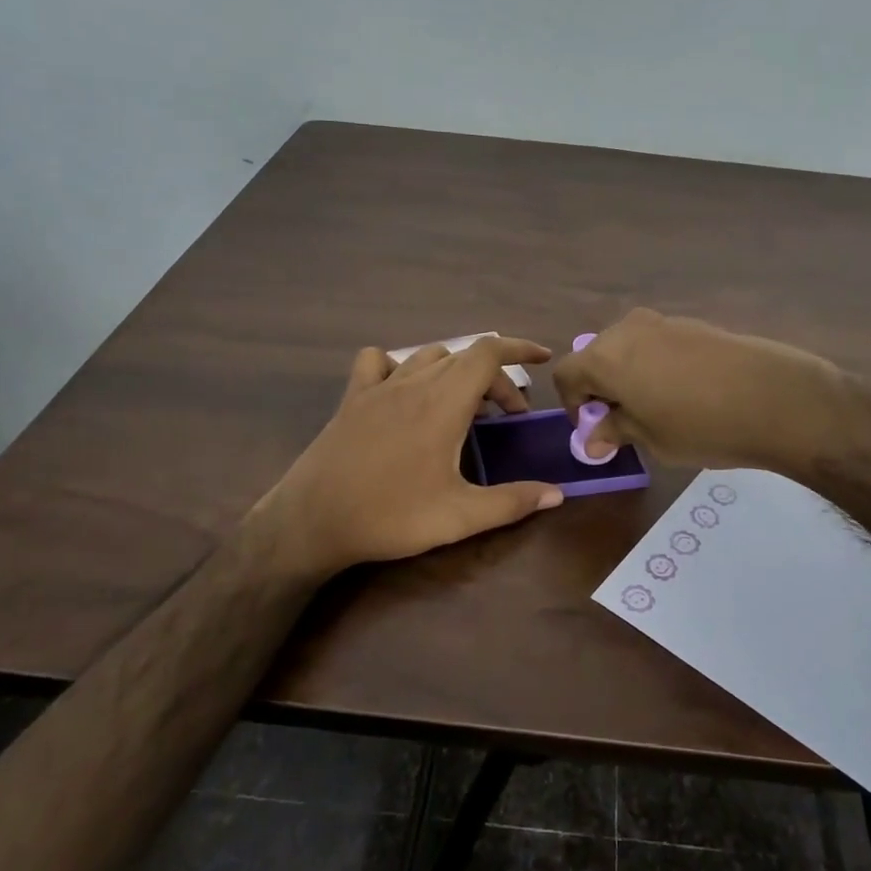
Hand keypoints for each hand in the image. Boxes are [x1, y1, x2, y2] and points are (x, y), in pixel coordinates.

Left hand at [252, 336, 563, 577]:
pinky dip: (400, 365)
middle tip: (507, 417)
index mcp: (443, 403)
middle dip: (495, 379)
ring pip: (427, 356)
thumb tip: (557, 495)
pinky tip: (404, 391)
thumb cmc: (389, 516)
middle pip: (465, 358)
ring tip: (465, 405)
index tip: (543, 359)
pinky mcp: (352, 399)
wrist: (312, 521)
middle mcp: (413, 383)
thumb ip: (512, 502)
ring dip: (455, 372)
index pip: (488, 353)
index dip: (520, 348)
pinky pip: (379, 362)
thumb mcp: (459, 516)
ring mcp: (378, 387)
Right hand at [551, 308, 845, 474]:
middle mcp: (627, 331)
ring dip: (629, 374)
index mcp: (605, 357)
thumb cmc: (701, 426)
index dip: (573, 404)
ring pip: (627, 347)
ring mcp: (662, 322)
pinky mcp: (693, 323)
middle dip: (601, 387)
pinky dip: (655, 364)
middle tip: (623, 420)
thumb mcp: (651, 438)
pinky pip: (657, 343)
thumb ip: (616, 431)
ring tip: (656, 407)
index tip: (594, 429)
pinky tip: (685, 391)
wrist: (775, 397)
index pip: (567, 374)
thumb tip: (593, 439)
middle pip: (596, 355)